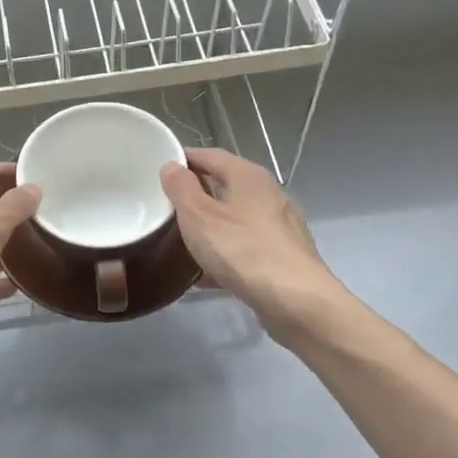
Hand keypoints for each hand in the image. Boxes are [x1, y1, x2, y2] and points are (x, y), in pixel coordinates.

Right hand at [160, 148, 345, 340]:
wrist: (297, 301)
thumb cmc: (243, 250)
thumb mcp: (199, 216)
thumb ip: (182, 189)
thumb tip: (172, 167)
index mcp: (249, 176)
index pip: (211, 155)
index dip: (185, 159)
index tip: (160, 170)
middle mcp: (270, 195)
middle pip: (226, 186)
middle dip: (197, 195)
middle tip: (167, 207)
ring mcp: (281, 227)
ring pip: (237, 219)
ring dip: (211, 227)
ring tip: (182, 241)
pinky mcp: (285, 257)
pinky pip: (246, 248)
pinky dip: (226, 254)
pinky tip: (207, 275)